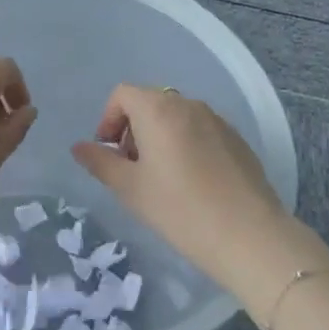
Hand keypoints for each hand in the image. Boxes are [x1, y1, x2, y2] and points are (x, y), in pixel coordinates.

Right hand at [70, 84, 288, 292]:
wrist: (249, 235)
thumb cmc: (179, 209)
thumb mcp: (130, 189)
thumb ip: (101, 162)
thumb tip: (80, 147)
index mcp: (158, 109)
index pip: (123, 94)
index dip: (108, 119)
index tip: (110, 153)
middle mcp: (187, 104)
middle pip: (150, 102)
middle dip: (133, 129)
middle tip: (133, 168)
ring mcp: (216, 119)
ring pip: (176, 116)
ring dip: (159, 136)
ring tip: (162, 178)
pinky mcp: (236, 138)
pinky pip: (200, 130)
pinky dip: (186, 144)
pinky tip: (193, 183)